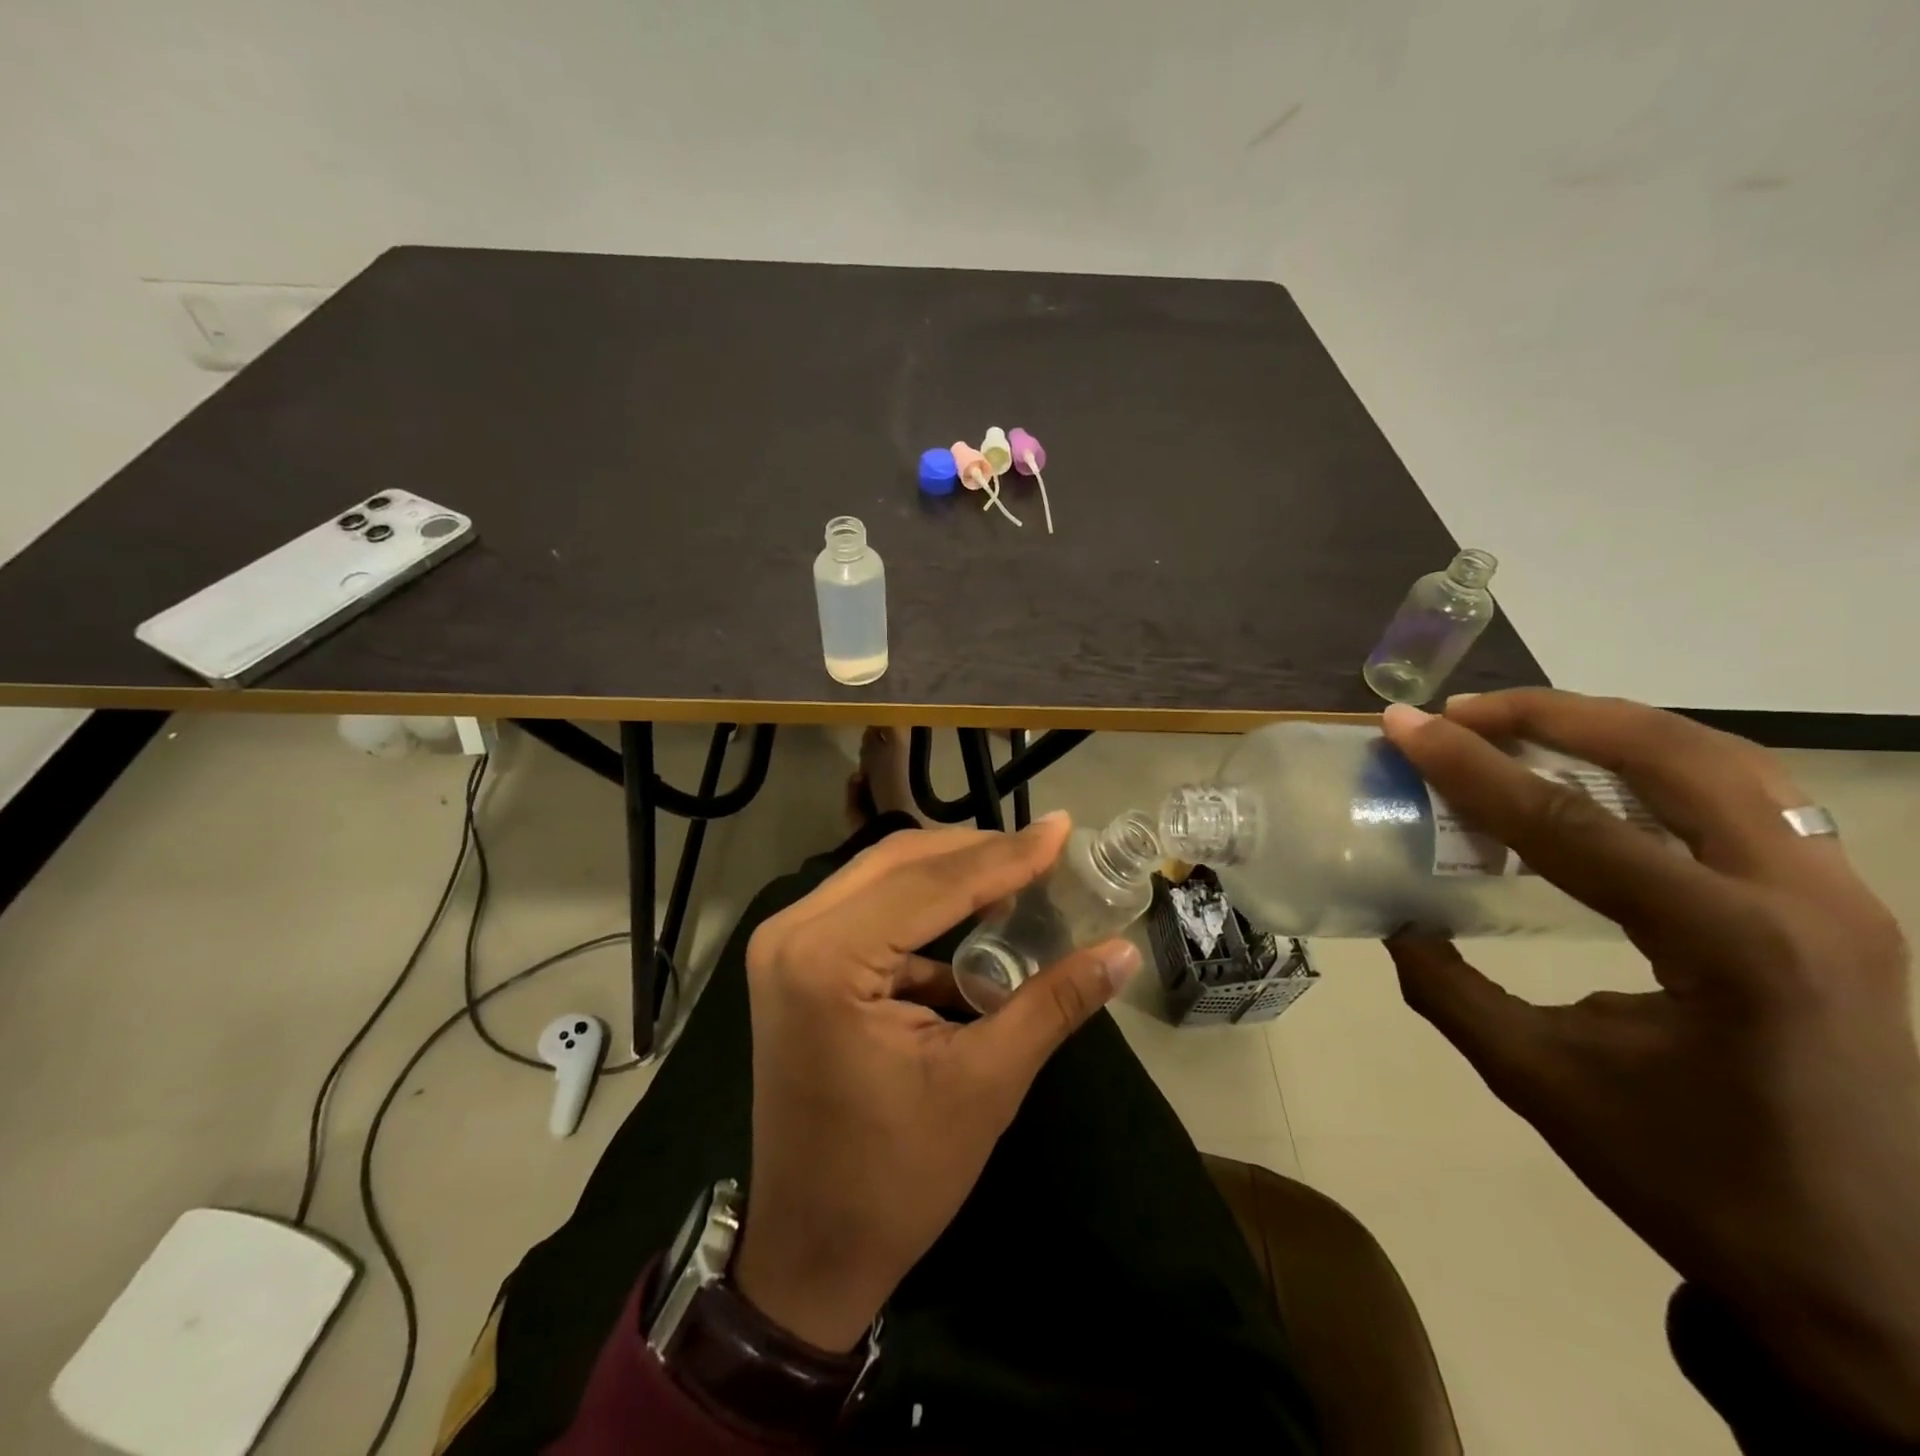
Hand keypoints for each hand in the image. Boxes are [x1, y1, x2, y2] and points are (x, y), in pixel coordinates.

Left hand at [729, 816, 1142, 1351]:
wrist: (811, 1250)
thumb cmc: (896, 1177)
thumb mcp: (986, 1084)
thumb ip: (1053, 1003)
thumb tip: (1124, 951)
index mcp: (826, 958)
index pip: (931, 883)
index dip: (1006, 855)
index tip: (1064, 828)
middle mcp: (792, 932)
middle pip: (899, 862)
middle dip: (976, 852)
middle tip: (1044, 850)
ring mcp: (785, 945)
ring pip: (881, 877)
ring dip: (950, 873)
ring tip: (1018, 875)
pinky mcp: (794, 962)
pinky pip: (867, 909)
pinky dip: (922, 909)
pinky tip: (974, 923)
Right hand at [1382, 690, 1919, 1437]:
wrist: (1870, 1277)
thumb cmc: (1692, 1181)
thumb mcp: (1538, 1080)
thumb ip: (1449, 987)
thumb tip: (1397, 919)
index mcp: (1731, 952)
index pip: (1574, 825)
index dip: (1472, 768)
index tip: (1403, 726)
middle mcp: (1807, 902)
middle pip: (1673, 756)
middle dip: (1553, 716)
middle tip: (1460, 713)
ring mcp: (1845, 899)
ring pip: (1726, 759)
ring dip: (1612, 726)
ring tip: (1520, 724)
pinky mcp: (1845, 907)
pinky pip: (1750, 795)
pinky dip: (1661, 761)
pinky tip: (1601, 776)